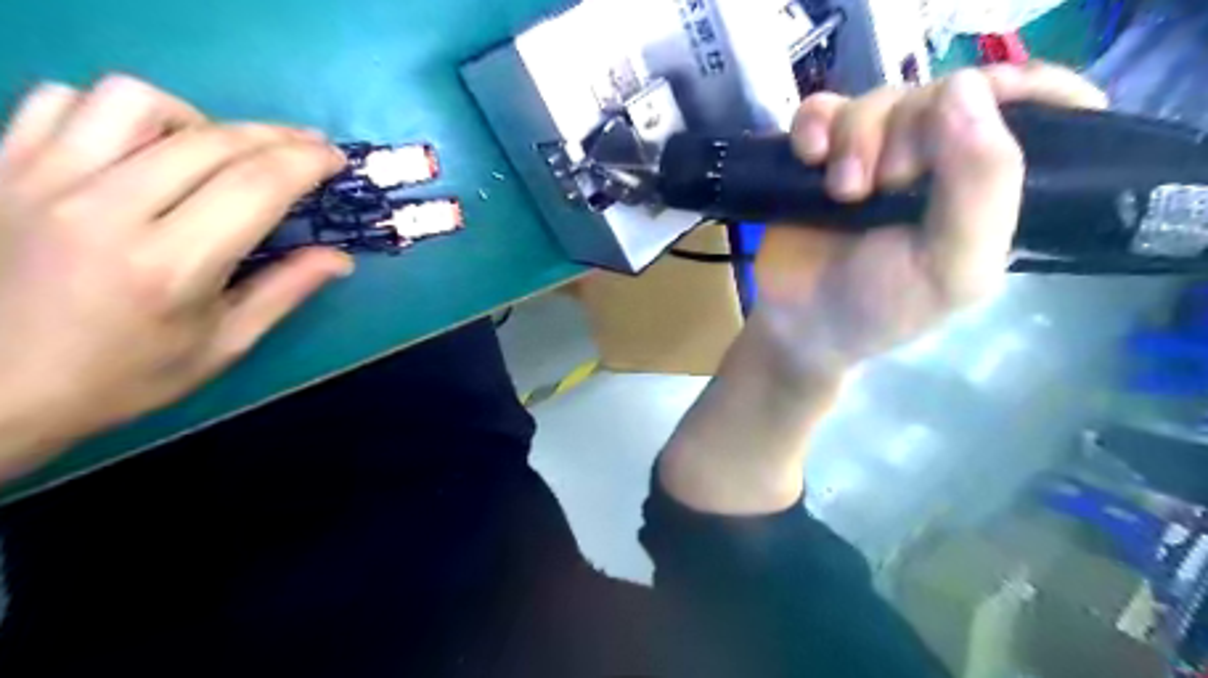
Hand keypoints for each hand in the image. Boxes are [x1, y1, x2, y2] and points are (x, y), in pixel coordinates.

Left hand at [0, 77, 354, 478]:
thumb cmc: (124, 375)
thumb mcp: (223, 344)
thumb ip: (284, 292)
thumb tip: (339, 258)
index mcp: (171, 264)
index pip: (256, 186)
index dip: (307, 162)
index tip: (335, 159)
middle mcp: (106, 209)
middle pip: (212, 139)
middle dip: (276, 137)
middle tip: (306, 148)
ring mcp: (42, 179)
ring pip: (133, 101)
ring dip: (195, 119)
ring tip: (213, 150)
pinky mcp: (1, 167)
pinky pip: (63, 102)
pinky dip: (115, 114)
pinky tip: (140, 147)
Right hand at [759, 63, 1106, 374]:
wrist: (802, 327)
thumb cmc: (883, 308)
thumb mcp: (952, 266)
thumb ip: (980, 186)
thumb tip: (965, 86)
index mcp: (988, 185)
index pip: (1032, 103)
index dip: (1007, 92)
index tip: (970, 111)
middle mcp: (937, 160)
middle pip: (939, 94)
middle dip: (910, 134)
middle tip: (887, 187)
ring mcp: (874, 154)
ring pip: (878, 100)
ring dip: (857, 137)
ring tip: (843, 192)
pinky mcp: (820, 156)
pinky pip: (820, 110)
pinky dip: (813, 124)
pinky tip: (809, 156)